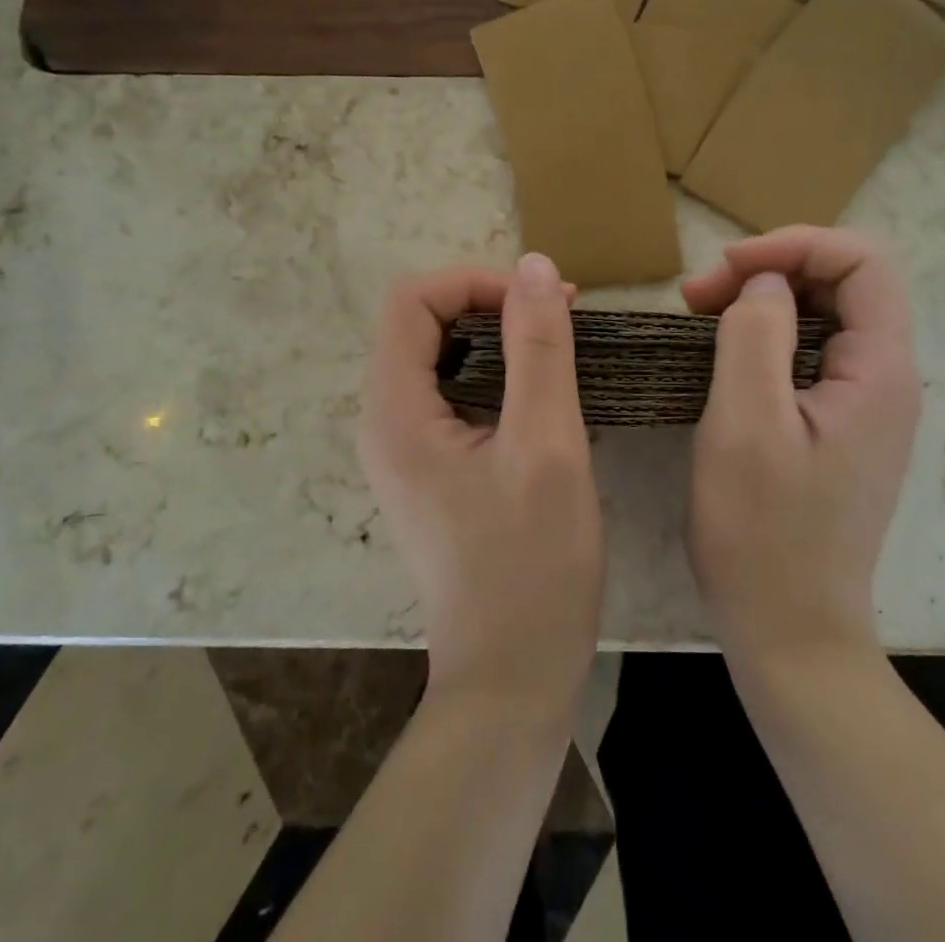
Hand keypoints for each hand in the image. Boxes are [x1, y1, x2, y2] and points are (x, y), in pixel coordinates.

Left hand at [359, 252, 603, 719]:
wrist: (512, 679)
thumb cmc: (532, 566)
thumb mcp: (547, 446)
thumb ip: (539, 348)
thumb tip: (532, 265)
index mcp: (395, 412)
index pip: (412, 301)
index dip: (475, 282)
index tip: (541, 302)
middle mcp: (385, 423)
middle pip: (421, 323)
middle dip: (489, 303)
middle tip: (559, 315)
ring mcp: (405, 448)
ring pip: (440, 356)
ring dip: (497, 336)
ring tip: (559, 343)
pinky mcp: (430, 468)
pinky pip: (454, 392)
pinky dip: (497, 372)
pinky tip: (543, 390)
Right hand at [682, 227, 921, 661]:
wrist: (790, 633)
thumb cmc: (763, 531)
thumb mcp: (745, 423)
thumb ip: (756, 335)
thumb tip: (766, 283)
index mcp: (879, 372)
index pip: (862, 263)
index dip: (795, 245)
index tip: (726, 267)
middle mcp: (886, 381)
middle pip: (844, 284)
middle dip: (772, 270)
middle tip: (698, 295)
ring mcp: (865, 407)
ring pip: (823, 317)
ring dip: (763, 301)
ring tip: (700, 316)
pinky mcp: (839, 428)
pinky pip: (810, 355)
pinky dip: (765, 337)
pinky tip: (723, 353)